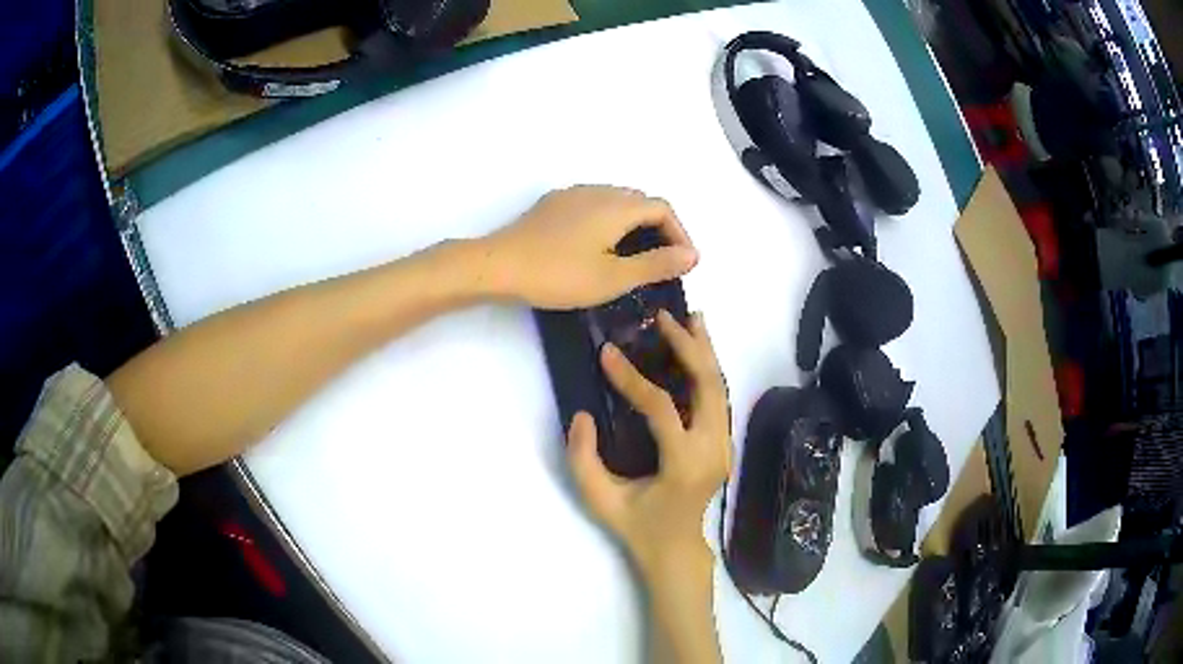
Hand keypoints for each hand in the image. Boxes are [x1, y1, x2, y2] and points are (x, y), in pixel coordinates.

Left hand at [479, 186, 698, 308]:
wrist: (498, 266)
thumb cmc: (558, 274)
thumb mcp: (613, 277)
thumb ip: (656, 264)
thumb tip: (692, 255)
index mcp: (617, 206)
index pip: (662, 208)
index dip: (680, 232)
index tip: (683, 262)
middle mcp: (597, 191)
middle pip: (640, 200)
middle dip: (658, 226)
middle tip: (661, 260)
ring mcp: (572, 194)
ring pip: (615, 200)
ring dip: (633, 222)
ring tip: (633, 255)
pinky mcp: (552, 204)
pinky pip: (593, 204)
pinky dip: (609, 220)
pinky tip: (597, 245)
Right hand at [567, 311, 731, 577]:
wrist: (677, 549)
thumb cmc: (636, 526)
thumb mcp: (600, 500)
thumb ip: (583, 459)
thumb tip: (581, 415)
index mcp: (683, 465)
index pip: (662, 408)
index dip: (633, 378)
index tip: (608, 353)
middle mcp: (712, 450)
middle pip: (708, 386)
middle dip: (687, 346)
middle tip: (664, 318)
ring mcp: (723, 446)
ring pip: (720, 388)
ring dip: (705, 351)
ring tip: (692, 318)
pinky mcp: (723, 444)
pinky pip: (718, 399)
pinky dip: (709, 369)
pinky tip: (699, 349)